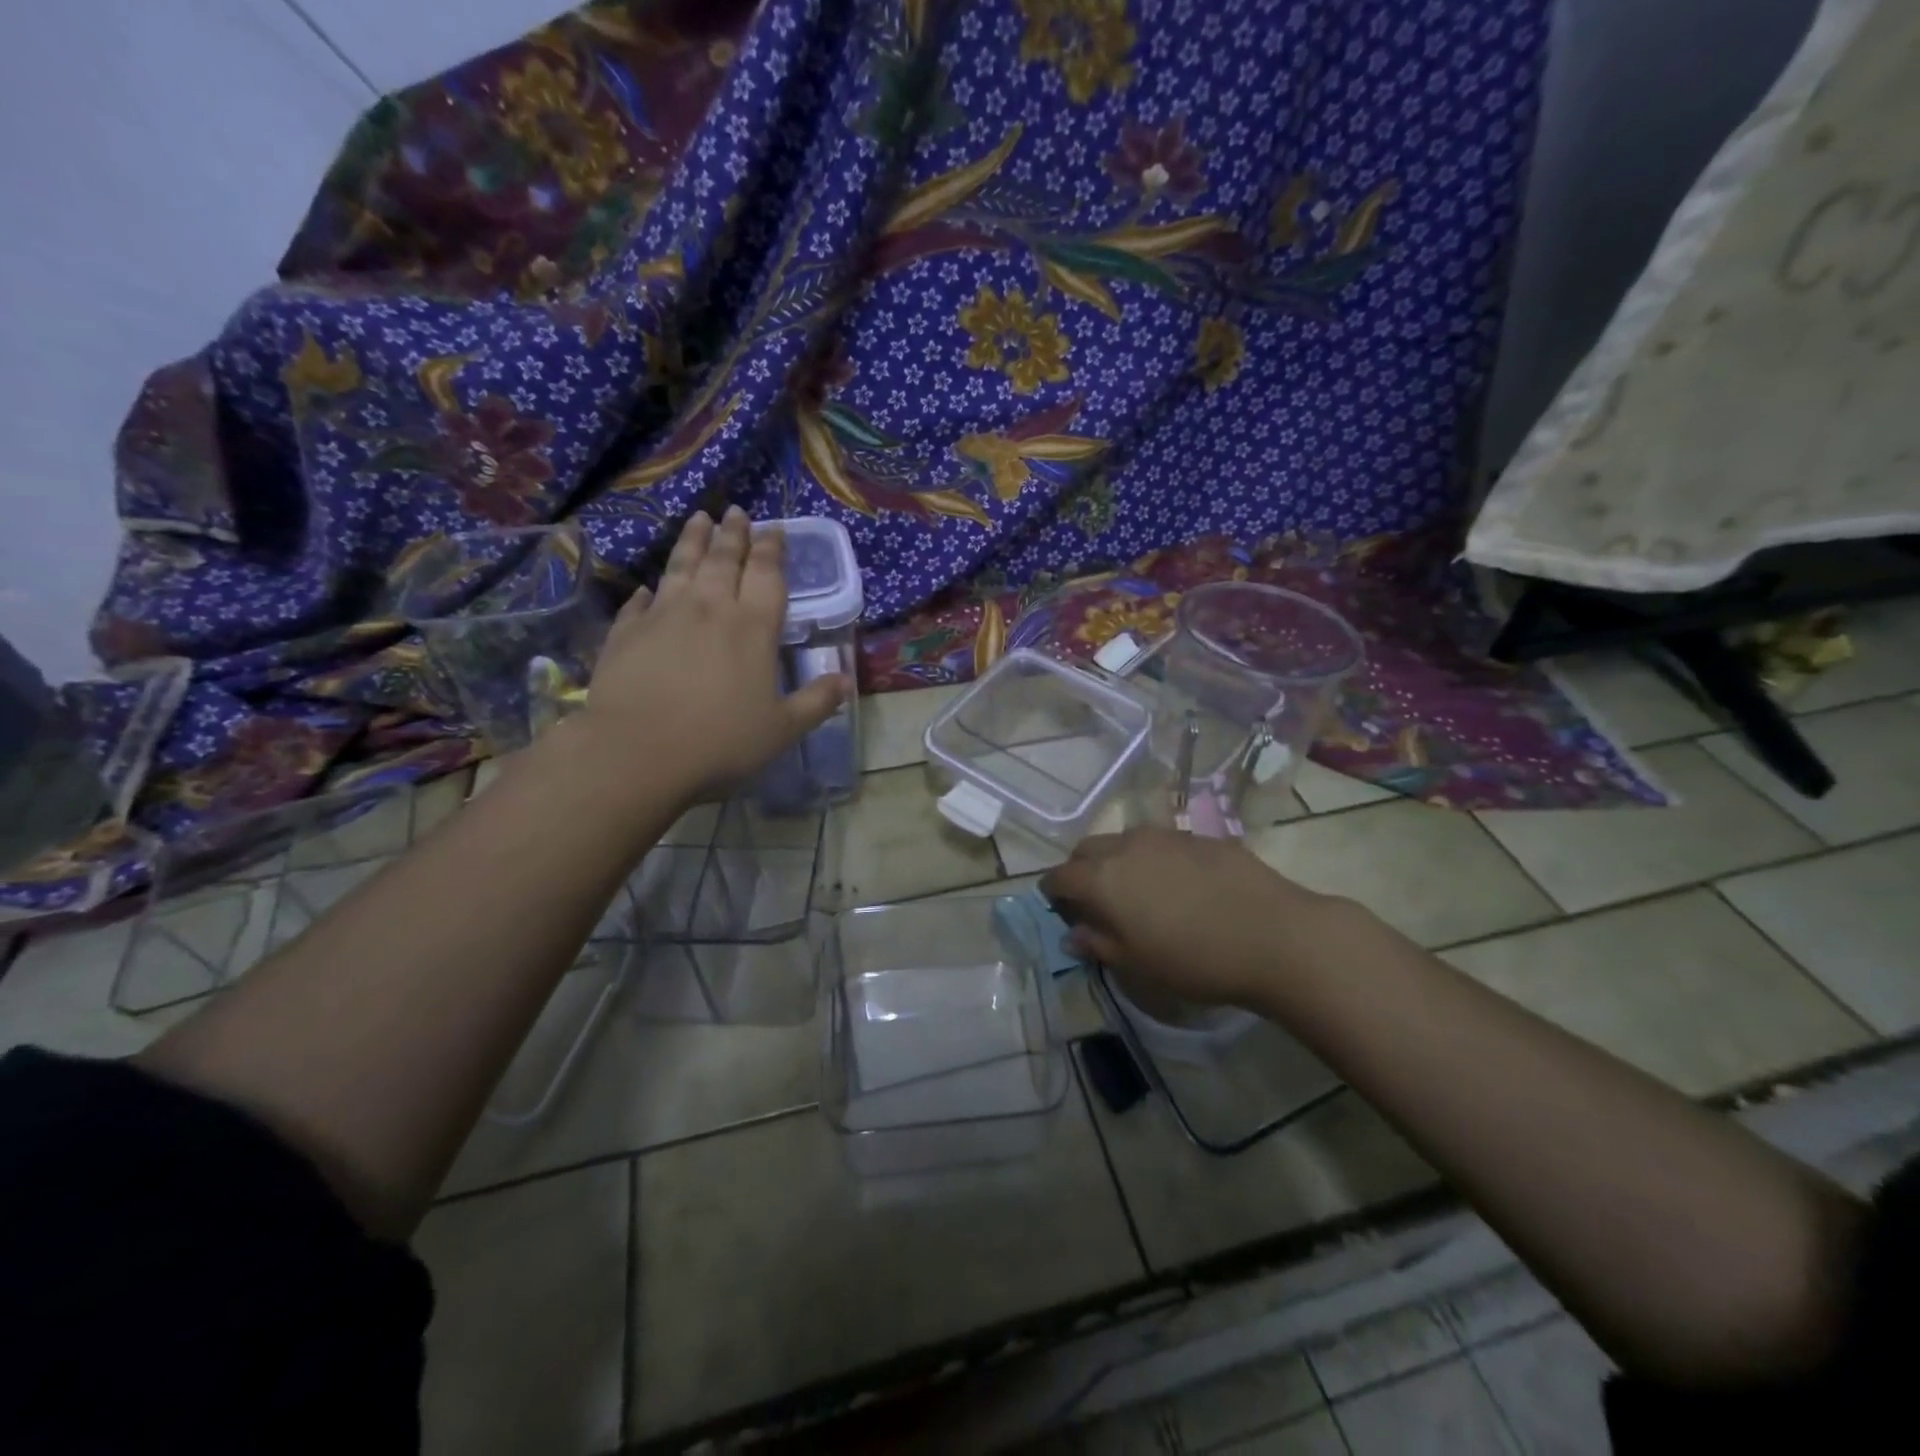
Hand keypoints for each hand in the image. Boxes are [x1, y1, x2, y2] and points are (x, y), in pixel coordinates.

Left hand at [578, 507, 846, 802]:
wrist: (637, 753)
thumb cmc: (721, 742)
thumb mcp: (782, 729)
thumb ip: (815, 702)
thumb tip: (844, 680)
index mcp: (753, 628)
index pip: (767, 576)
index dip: (772, 550)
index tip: (774, 529)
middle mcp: (710, 609)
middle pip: (724, 560)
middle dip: (734, 534)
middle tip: (736, 512)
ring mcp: (664, 616)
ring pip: (682, 566)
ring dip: (693, 541)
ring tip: (699, 519)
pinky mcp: (627, 633)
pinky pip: (640, 602)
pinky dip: (648, 591)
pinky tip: (648, 587)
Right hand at [1039, 827, 1332, 1009]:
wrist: (1274, 935)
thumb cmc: (1194, 959)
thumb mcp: (1137, 964)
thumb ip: (1098, 944)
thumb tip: (1073, 935)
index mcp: (1103, 878)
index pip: (1060, 876)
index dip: (1053, 892)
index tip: (1058, 908)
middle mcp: (1127, 846)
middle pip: (1087, 849)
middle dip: (1081, 870)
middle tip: (1094, 899)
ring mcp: (1166, 836)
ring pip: (1125, 840)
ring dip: (1118, 860)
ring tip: (1138, 891)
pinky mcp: (1201, 837)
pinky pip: (1162, 843)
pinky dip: (1154, 859)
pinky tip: (1179, 886)